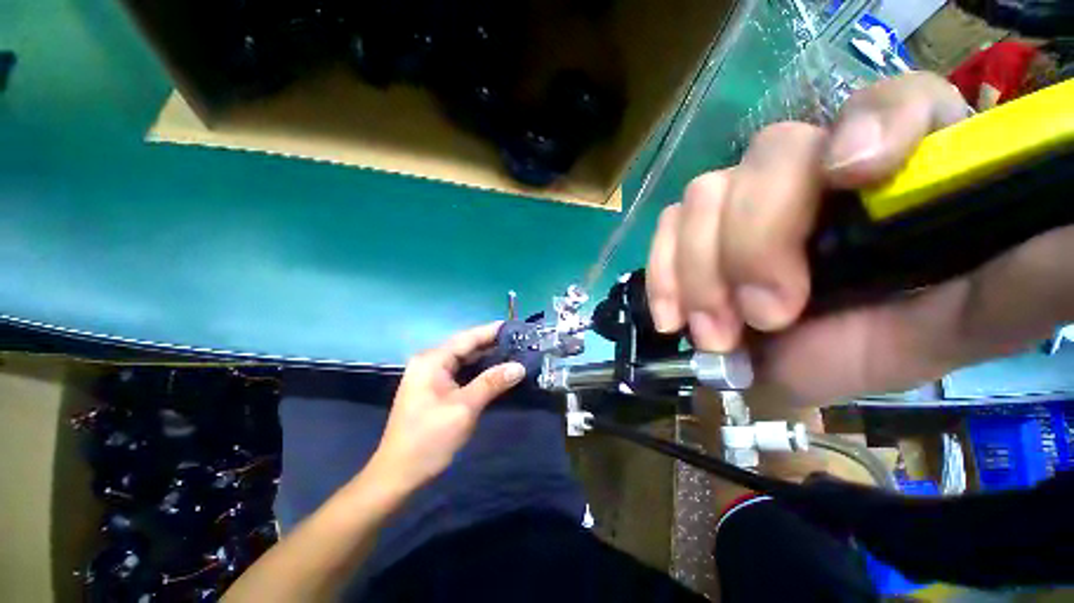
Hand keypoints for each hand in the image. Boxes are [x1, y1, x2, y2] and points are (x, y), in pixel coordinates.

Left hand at [368, 322, 525, 493]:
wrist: (398, 475)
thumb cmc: (429, 439)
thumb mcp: (464, 408)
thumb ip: (492, 383)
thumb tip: (519, 366)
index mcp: (432, 360)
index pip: (467, 337)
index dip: (492, 331)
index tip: (517, 327)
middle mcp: (430, 362)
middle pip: (466, 346)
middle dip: (493, 344)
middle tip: (521, 342)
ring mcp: (431, 375)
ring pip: (465, 359)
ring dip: (488, 357)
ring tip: (515, 353)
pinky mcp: (435, 389)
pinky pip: (462, 372)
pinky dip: (480, 371)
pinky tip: (497, 371)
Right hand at [647, 72, 1073, 405]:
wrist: (816, 364)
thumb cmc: (894, 336)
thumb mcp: (973, 317)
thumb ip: (1029, 279)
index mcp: (897, 166)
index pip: (888, 100)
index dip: (870, 126)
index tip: (852, 180)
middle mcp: (811, 169)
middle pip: (767, 156)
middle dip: (755, 242)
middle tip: (764, 317)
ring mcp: (742, 202)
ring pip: (702, 196)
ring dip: (700, 271)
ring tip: (715, 332)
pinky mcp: (696, 236)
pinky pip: (666, 230)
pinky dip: (663, 273)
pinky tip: (673, 318)